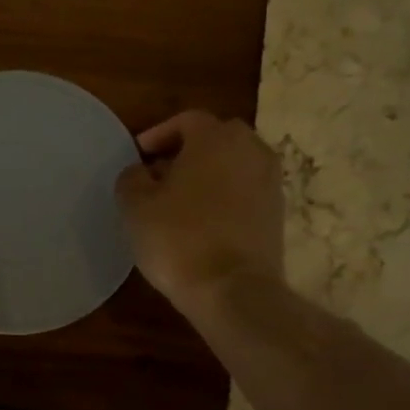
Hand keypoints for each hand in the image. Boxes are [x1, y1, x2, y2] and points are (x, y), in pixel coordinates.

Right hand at [115, 111, 282, 310]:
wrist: (233, 289)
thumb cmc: (179, 238)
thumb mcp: (135, 206)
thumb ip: (132, 178)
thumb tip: (141, 172)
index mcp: (216, 138)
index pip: (186, 120)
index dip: (158, 135)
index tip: (139, 156)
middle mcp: (251, 150)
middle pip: (216, 139)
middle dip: (187, 152)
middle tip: (160, 176)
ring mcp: (270, 182)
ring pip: (234, 165)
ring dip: (208, 175)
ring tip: (180, 202)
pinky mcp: (277, 214)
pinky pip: (246, 192)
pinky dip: (225, 198)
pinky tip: (203, 223)